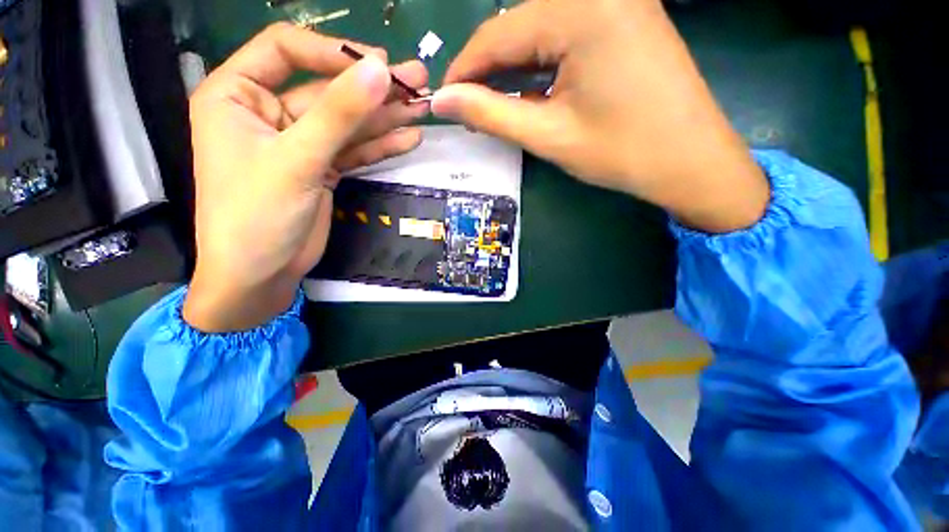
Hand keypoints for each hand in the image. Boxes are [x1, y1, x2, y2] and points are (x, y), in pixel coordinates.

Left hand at [184, 23, 428, 331]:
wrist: (252, 290)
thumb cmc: (251, 222)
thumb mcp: (293, 163)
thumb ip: (339, 112)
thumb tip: (383, 67)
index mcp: (233, 93)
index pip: (283, 46)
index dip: (329, 49)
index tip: (371, 64)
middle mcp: (259, 105)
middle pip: (320, 77)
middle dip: (367, 83)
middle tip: (416, 79)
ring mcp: (286, 133)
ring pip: (338, 111)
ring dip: (380, 111)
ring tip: (425, 104)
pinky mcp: (308, 160)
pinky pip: (344, 141)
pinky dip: (374, 141)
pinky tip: (408, 137)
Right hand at [431, 0, 767, 232]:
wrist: (706, 165)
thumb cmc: (635, 154)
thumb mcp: (555, 135)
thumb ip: (488, 112)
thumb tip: (440, 100)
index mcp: (577, 13)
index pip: (495, 36)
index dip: (463, 70)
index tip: (444, 100)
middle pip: (519, 23)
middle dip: (493, 63)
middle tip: (476, 101)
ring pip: (544, 20)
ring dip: (522, 54)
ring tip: (507, 92)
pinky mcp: (633, 9)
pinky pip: (574, 19)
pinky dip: (553, 45)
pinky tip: (546, 73)